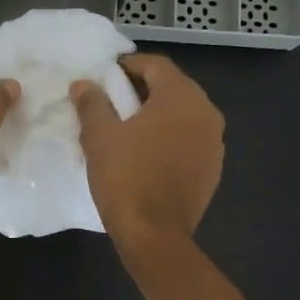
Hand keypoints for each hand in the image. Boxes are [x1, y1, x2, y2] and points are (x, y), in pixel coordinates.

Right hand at [70, 54, 223, 248]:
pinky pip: (190, 140)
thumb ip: (92, 103)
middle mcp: (206, 112)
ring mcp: (214, 142)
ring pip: (183, 115)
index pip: (156, 65)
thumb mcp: (99, 136)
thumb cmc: (125, 177)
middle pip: (173, 88)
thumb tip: (84, 84)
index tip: (106, 76)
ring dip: (158, 115)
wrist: (155, 234)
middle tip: (113, 101)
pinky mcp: (213, 169)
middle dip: (143, 90)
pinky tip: (148, 154)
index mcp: (182, 96)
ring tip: (128, 129)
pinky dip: (170, 138)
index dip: (128, 65)